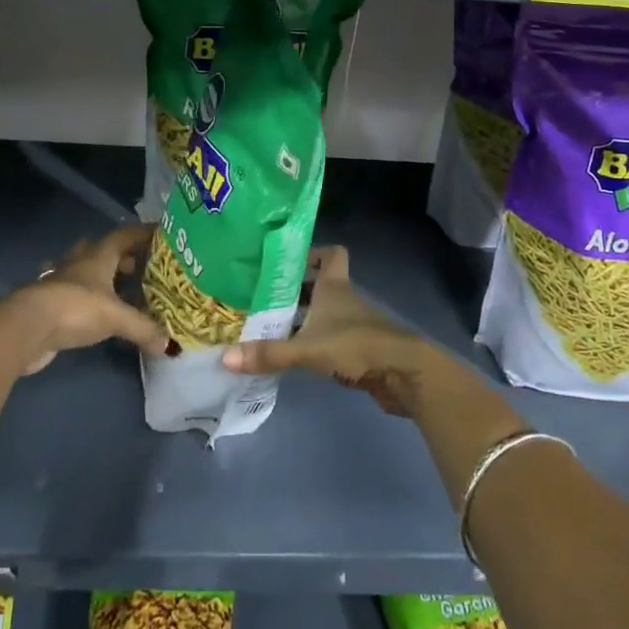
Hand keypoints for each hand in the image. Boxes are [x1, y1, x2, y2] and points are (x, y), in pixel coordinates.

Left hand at [6, 222, 162, 374]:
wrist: (27, 328)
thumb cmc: (76, 308)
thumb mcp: (116, 317)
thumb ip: (143, 328)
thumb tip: (168, 345)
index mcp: (98, 256)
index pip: (123, 235)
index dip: (141, 233)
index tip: (159, 234)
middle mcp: (78, 263)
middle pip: (101, 250)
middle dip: (120, 256)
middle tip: (139, 268)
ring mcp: (59, 282)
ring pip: (82, 269)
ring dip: (97, 274)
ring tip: (116, 287)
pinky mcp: (47, 303)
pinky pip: (69, 294)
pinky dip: (80, 298)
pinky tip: (87, 308)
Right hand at [221, 247, 440, 416]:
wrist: (404, 374)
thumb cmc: (356, 345)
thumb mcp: (307, 348)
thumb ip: (269, 353)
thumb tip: (225, 357)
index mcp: (335, 287)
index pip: (330, 254)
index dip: (312, 253)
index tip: (285, 262)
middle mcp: (345, 299)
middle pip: (320, 285)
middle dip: (295, 291)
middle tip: (262, 298)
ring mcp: (355, 325)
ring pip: (324, 313)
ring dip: (303, 319)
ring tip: (269, 328)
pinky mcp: (360, 349)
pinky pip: (331, 338)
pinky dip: (314, 343)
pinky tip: (294, 356)